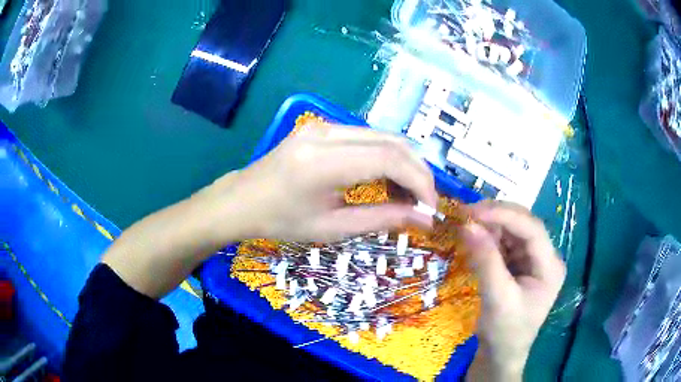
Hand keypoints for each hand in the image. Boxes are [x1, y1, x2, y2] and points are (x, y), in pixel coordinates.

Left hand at [199, 124, 437, 242]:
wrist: (242, 200)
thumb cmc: (280, 222)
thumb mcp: (332, 228)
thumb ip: (382, 219)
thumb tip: (424, 219)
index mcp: (323, 161)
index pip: (390, 159)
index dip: (419, 182)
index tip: (430, 209)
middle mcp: (326, 132)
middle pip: (392, 141)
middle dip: (418, 172)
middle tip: (424, 203)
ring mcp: (323, 125)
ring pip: (383, 137)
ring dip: (404, 165)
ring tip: (406, 197)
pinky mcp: (322, 127)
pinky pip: (367, 138)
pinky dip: (385, 158)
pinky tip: (386, 181)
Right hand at [463, 202, 565, 380]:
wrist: (500, 355)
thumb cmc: (504, 333)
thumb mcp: (496, 298)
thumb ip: (485, 261)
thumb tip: (467, 225)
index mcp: (550, 266)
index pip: (532, 230)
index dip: (504, 215)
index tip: (474, 212)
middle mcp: (545, 258)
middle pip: (524, 225)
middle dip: (496, 217)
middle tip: (466, 214)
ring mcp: (532, 260)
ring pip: (513, 231)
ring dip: (490, 226)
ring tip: (466, 225)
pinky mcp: (519, 265)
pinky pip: (504, 243)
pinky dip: (488, 238)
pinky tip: (474, 238)